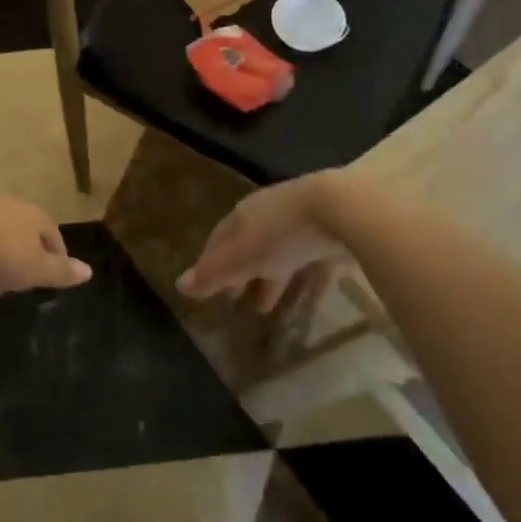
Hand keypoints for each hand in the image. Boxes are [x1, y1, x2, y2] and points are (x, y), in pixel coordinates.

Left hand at [0, 194, 92, 295]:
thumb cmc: (0, 252)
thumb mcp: (35, 269)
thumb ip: (61, 272)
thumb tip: (89, 271)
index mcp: (35, 216)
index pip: (53, 236)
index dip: (55, 258)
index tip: (51, 278)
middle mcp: (10, 206)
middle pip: (22, 233)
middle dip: (20, 259)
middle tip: (13, 286)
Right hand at [177, 172, 349, 311]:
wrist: (342, 210)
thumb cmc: (281, 232)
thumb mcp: (241, 256)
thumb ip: (213, 273)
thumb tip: (178, 285)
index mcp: (245, 215)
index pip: (220, 239)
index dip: (211, 263)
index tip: (207, 288)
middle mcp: (270, 217)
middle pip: (250, 248)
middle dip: (242, 274)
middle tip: (235, 302)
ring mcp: (303, 228)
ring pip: (281, 259)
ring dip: (272, 282)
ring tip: (266, 311)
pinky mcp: (332, 242)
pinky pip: (313, 269)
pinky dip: (306, 289)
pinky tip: (306, 310)